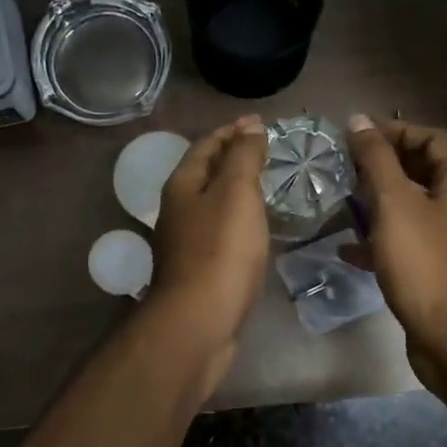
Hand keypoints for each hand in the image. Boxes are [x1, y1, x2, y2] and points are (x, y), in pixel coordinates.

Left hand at [150, 116, 270, 388]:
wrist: (199, 321)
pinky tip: (257, 229)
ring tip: (268, 186)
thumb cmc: (220, 250)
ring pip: (212, 205)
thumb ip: (243, 157)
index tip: (261, 125)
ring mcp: (185, 243)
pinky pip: (220, 232)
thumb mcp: (236, 192)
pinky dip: (238, 220)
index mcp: (182, 185)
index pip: (206, 145)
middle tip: (269, 154)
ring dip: (236, 191)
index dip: (232, 131)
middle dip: (233, 159)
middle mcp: (177, 210)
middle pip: (205, 173)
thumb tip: (249, 126)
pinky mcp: (198, 270)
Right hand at [343, 114, 446, 393]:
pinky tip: (348, 248)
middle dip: (385, 166)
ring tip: (344, 200)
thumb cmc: (425, 265)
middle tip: (346, 166)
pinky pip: (408, 244)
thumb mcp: (395, 205)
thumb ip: (375, 160)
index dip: (396, 131)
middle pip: (424, 172)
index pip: (433, 140)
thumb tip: (358, 119)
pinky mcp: (439, 273)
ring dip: (380, 202)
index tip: (358, 136)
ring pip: (414, 210)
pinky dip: (381, 240)